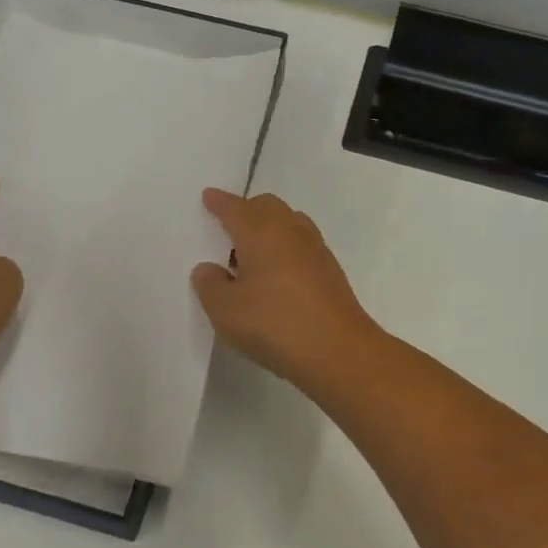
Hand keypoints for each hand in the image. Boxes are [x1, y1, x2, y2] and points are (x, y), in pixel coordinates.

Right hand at [191, 189, 381, 388]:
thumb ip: (209, 284)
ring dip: (268, 229)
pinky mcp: (330, 270)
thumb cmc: (274, 324)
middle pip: (266, 207)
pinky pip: (301, 244)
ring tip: (250, 256)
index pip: (235, 208)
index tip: (209, 196)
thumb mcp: (225, 310)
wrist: (338, 350)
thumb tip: (209, 268)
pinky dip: (285, 247)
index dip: (219, 202)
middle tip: (228, 229)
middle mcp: (290, 230)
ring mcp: (315, 249)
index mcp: (261, 231)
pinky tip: (276, 275)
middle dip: (246, 210)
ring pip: (288, 223)